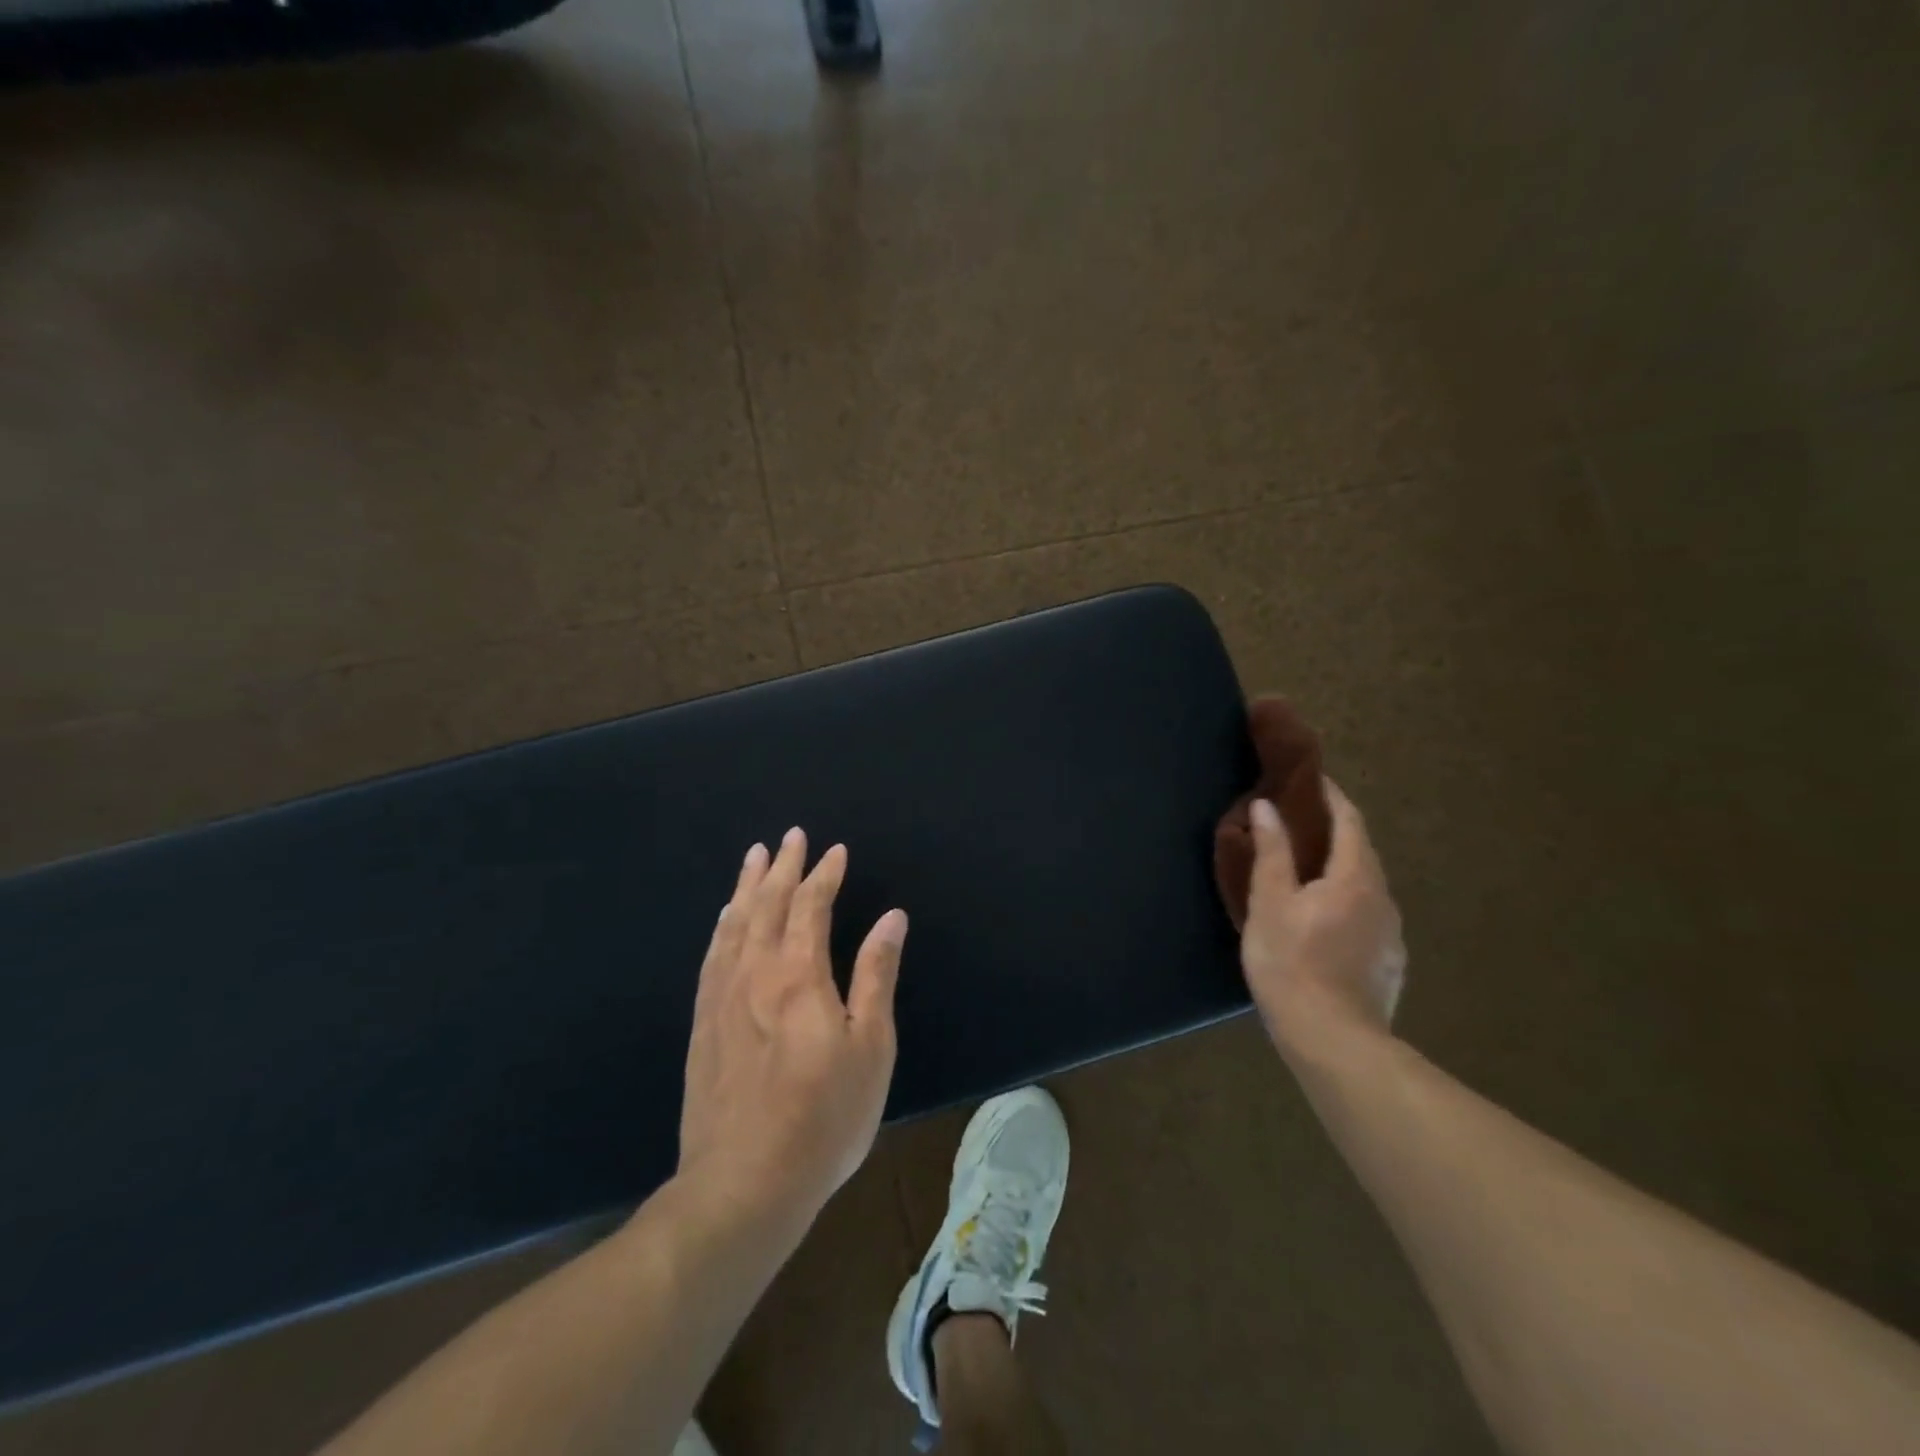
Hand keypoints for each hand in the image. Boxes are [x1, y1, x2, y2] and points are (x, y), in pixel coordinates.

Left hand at [677, 828, 907, 1225]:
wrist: (743, 1184)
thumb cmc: (823, 1117)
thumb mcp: (870, 1046)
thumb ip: (876, 975)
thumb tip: (891, 917)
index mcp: (799, 975)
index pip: (811, 907)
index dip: (824, 875)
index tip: (835, 850)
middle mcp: (756, 973)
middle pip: (767, 904)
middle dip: (782, 866)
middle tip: (791, 835)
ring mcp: (722, 997)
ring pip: (735, 923)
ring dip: (747, 885)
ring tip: (754, 856)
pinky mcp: (703, 1023)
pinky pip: (712, 955)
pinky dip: (722, 925)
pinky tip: (725, 917)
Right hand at [1241, 780, 1405, 1057]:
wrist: (1333, 1041)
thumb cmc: (1291, 963)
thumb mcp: (1270, 903)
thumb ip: (1271, 852)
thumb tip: (1266, 807)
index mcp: (1356, 877)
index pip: (1349, 821)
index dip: (1331, 796)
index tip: (1311, 779)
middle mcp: (1383, 898)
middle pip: (1362, 852)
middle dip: (1335, 831)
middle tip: (1300, 822)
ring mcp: (1391, 934)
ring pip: (1366, 886)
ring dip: (1341, 869)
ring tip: (1308, 870)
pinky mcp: (1389, 963)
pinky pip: (1368, 916)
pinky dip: (1347, 901)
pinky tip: (1324, 920)